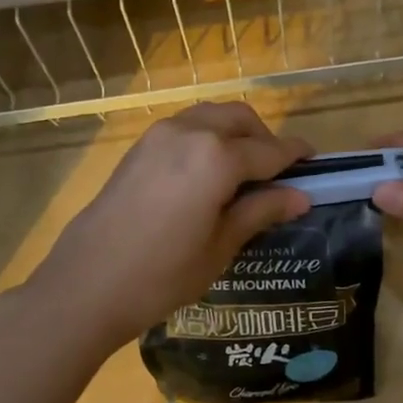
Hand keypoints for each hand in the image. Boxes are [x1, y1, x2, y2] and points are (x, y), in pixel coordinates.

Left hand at [29, 103, 312, 345]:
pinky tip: (209, 172)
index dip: (295, 156)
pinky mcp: (139, 147)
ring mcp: (159, 135)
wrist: (86, 285)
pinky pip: (186, 127)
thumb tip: (300, 197)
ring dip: (235, 133)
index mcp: (217, 157)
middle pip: (241, 119)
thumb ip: (261, 211)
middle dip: (265, 137)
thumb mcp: (221, 247)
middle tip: (278, 172)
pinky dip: (208, 137)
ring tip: (244, 170)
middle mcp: (190, 132)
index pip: (269, 150)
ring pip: (211, 116)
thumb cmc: (162, 274)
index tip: (315, 162)